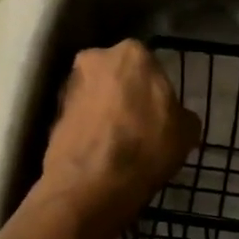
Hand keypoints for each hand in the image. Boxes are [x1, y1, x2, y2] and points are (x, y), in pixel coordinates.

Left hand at [35, 40, 200, 235]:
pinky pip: (79, 117)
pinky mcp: (51, 114)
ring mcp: (68, 85)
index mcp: (132, 53)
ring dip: (105, 111)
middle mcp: (95, 58)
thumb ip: (182, 114)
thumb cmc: (146, 147)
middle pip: (117, 75)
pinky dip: (88, 129)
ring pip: (95, 95)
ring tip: (118, 142)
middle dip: (126, 94)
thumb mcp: (186, 132)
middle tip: (139, 124)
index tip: (160, 112)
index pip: (150, 65)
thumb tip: (177, 117)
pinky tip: (100, 152)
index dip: (156, 90)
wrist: (91, 185)